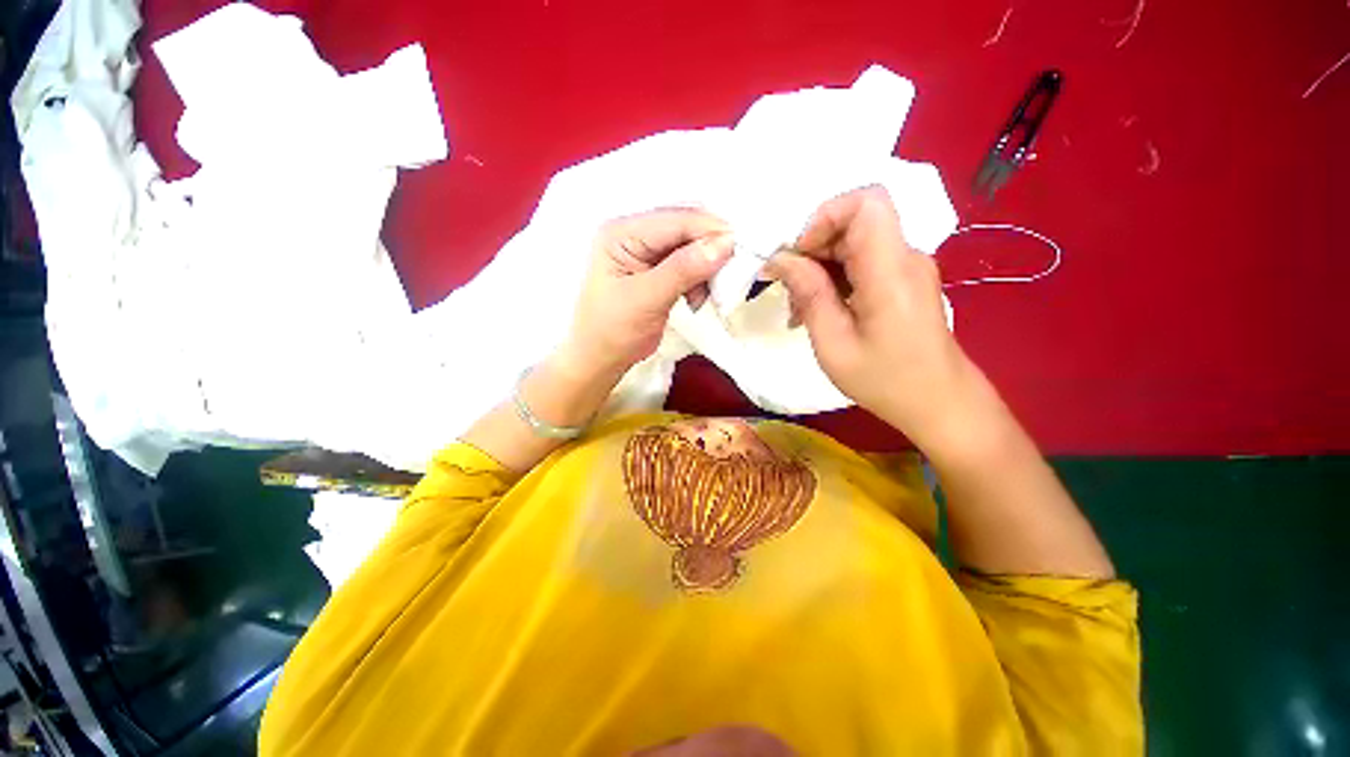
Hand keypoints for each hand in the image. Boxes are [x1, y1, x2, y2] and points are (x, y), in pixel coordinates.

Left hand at [564, 208, 733, 375]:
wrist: (602, 358)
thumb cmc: (612, 330)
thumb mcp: (646, 299)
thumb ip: (683, 270)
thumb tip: (724, 244)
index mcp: (622, 233)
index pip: (674, 220)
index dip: (709, 230)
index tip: (739, 247)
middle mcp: (635, 235)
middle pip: (685, 229)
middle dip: (711, 249)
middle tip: (731, 270)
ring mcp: (648, 253)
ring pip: (692, 247)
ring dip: (707, 267)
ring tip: (704, 294)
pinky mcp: (659, 270)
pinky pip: (690, 265)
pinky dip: (701, 279)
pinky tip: (696, 298)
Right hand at [766, 187, 972, 446]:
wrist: (939, 402)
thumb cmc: (885, 380)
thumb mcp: (833, 343)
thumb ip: (809, 294)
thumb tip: (781, 259)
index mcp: (890, 271)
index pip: (866, 202)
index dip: (824, 217)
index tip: (798, 255)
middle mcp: (904, 257)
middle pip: (853, 221)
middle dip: (812, 248)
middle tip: (787, 290)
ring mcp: (906, 267)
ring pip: (852, 242)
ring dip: (818, 267)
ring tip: (798, 309)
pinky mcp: (902, 279)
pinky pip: (861, 262)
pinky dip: (833, 278)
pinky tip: (818, 310)